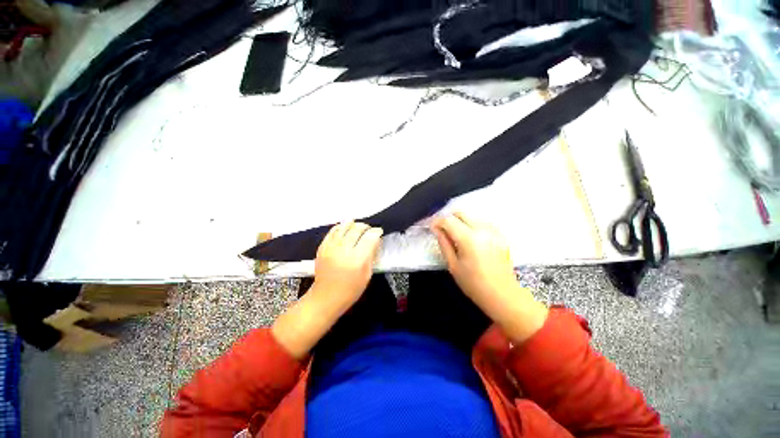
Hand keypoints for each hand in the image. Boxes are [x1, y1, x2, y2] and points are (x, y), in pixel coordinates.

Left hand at [313, 221, 383, 307]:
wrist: (326, 298)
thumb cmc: (350, 290)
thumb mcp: (367, 274)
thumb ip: (372, 255)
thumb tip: (375, 240)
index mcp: (357, 260)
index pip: (370, 237)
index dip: (376, 232)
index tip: (379, 232)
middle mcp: (344, 250)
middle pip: (357, 228)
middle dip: (366, 226)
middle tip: (369, 230)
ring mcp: (331, 248)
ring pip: (344, 226)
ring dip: (354, 224)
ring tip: (358, 227)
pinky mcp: (322, 247)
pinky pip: (333, 230)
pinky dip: (341, 226)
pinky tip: (345, 228)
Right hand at [432, 212, 547, 341]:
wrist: (503, 295)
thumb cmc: (474, 284)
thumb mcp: (453, 265)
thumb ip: (444, 243)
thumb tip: (436, 229)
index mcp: (469, 239)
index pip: (449, 220)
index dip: (437, 222)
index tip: (432, 228)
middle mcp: (483, 229)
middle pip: (460, 213)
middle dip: (448, 218)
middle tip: (441, 229)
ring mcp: (493, 231)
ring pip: (471, 216)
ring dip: (460, 221)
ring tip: (454, 235)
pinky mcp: (500, 235)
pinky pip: (481, 222)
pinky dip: (471, 225)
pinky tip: (469, 238)